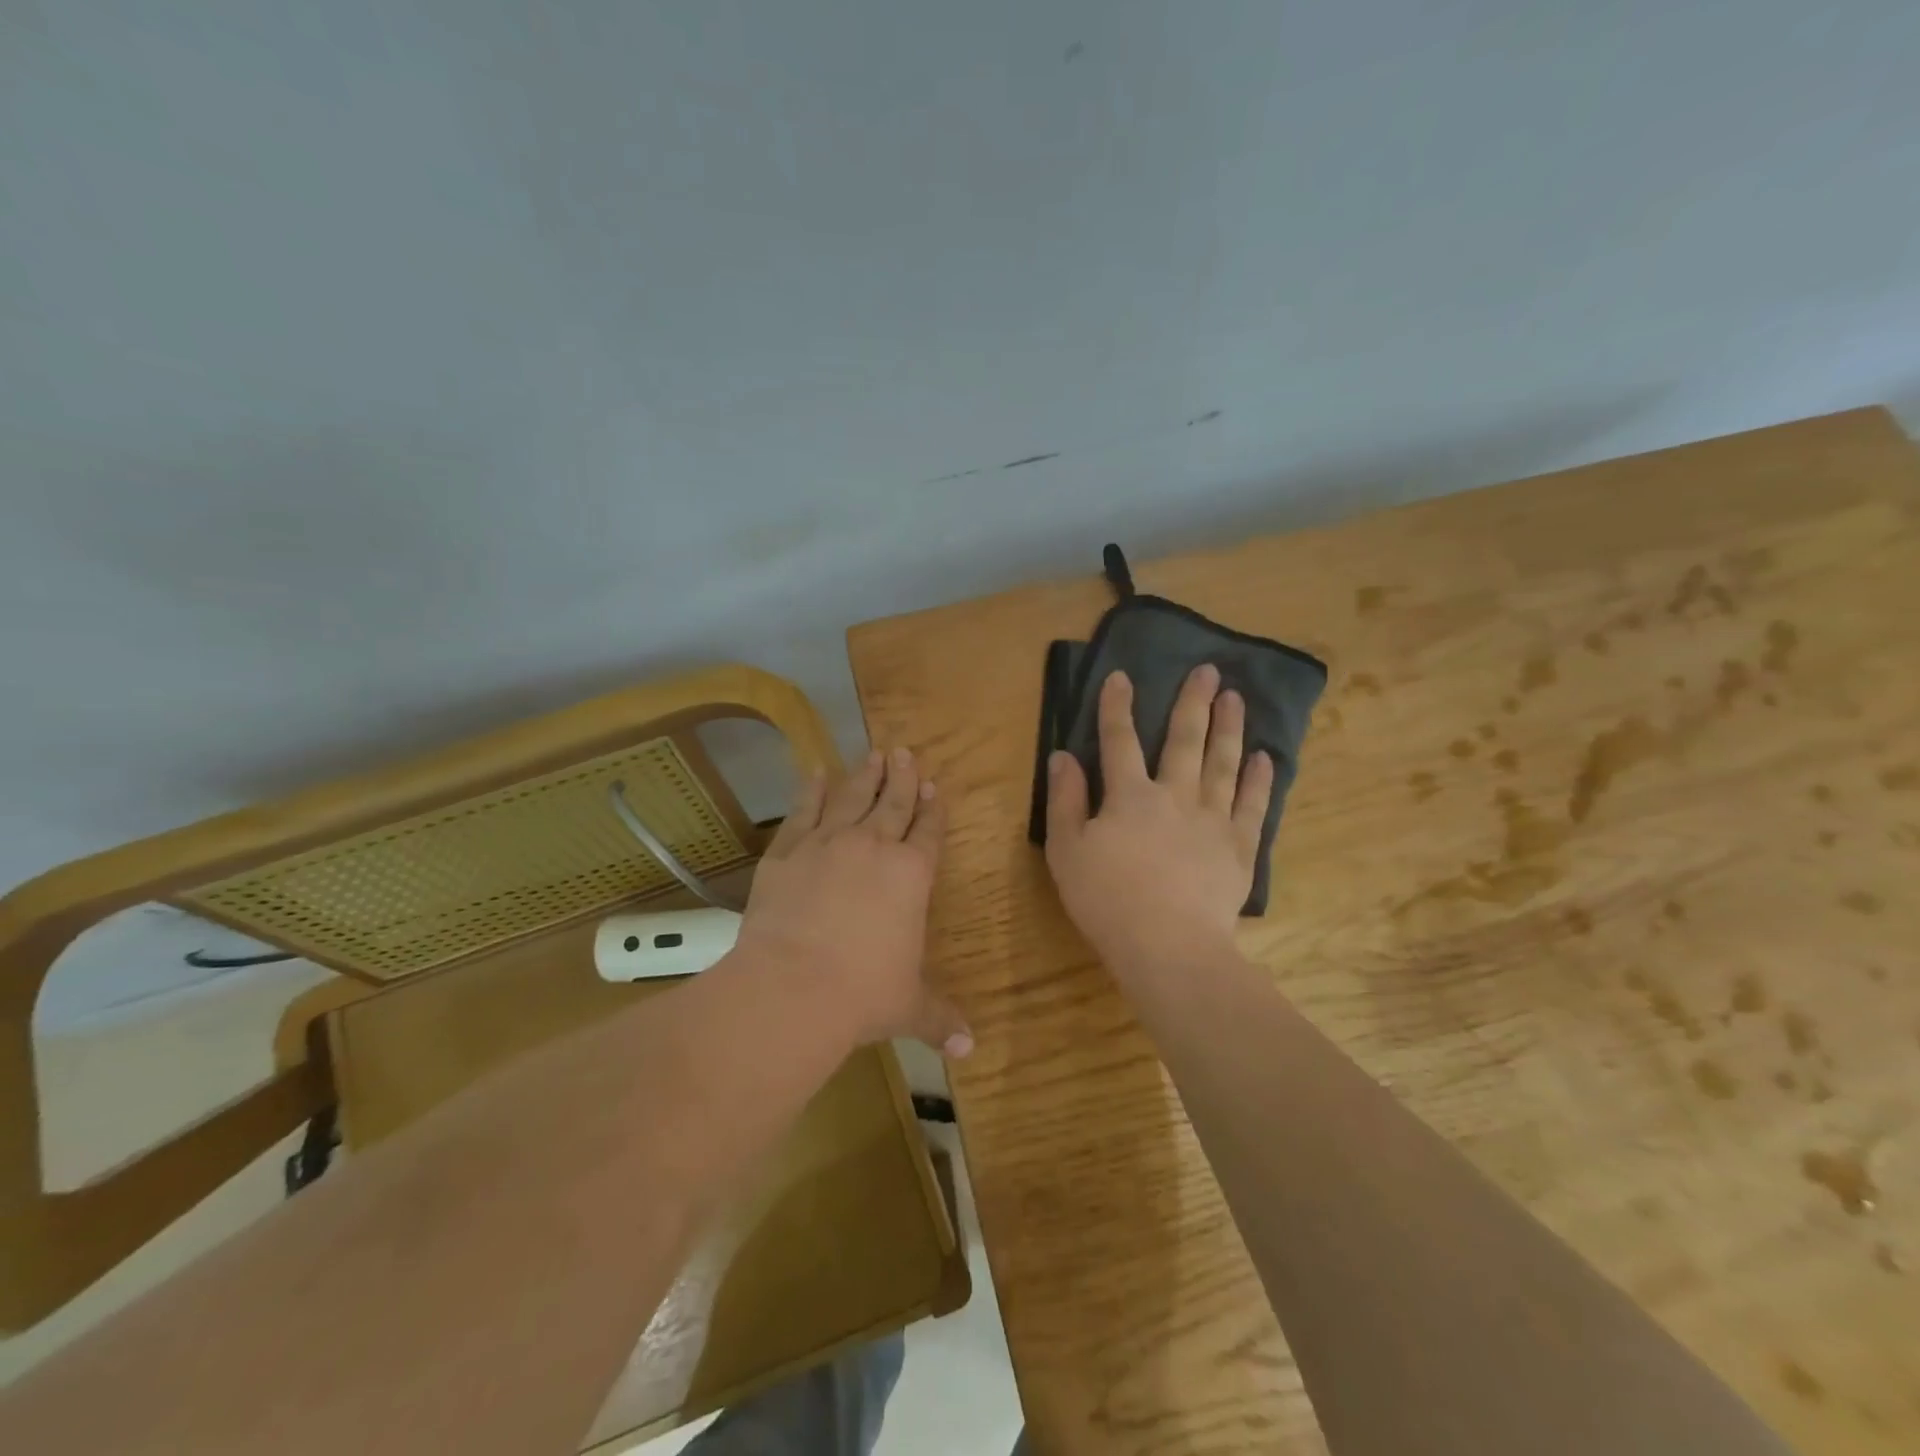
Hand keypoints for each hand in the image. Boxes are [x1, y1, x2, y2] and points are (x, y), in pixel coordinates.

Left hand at [739, 748, 971, 1056]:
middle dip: (902, 778)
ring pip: (852, 798)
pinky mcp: (787, 852)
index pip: (929, 832)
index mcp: (912, 875)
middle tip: (905, 751)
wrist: (792, 987)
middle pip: (893, 803)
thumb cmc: (863, 995)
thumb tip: (970, 1049)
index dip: (932, 809)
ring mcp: (827, 844)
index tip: (934, 786)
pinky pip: (803, 812)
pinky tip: (815, 772)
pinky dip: (810, 790)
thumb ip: (940, 1019)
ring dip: (864, 775)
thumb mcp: (909, 1008)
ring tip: (873, 753)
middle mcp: (874, 848)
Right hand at [1045, 666, 1272, 981]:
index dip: (1117, 707)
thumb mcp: (1067, 850)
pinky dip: (1260, 780)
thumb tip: (1062, 756)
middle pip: (1184, 740)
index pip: (1119, 741)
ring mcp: (1213, 819)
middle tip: (1207, 670)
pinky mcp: (1240, 847)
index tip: (1122, 676)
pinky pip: (1253, 805)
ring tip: (1235, 698)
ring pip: (1223, 763)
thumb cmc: (1107, 899)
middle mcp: (1175, 796)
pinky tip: (1266, 757)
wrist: (1168, 946)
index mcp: (1129, 796)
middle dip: (1192, 703)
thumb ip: (1065, 801)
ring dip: (1229, 727)